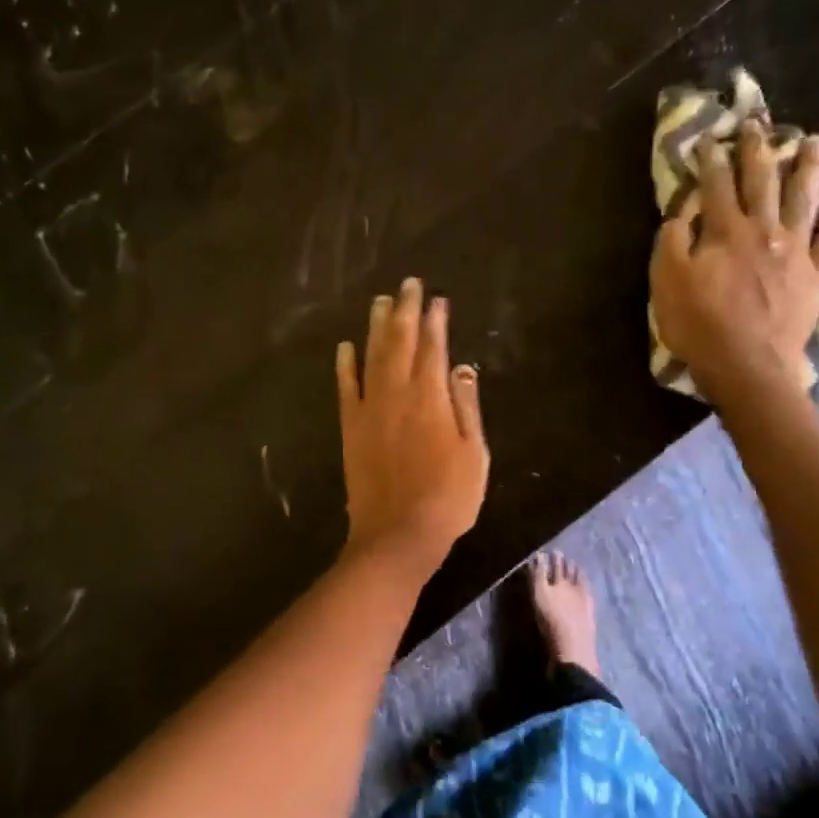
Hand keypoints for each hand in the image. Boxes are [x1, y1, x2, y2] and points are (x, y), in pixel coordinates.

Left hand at [337, 279, 488, 574]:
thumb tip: (462, 366)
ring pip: (372, 356)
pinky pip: (346, 387)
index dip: (435, 320)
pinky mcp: (351, 427)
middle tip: (407, 284)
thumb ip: (466, 406)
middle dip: (404, 310)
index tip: (436, 298)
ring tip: (380, 301)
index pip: (433, 347)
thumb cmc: (447, 496)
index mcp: (431, 397)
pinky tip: (346, 346)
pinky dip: (345, 365)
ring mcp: (369, 409)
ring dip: (376, 327)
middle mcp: (397, 393)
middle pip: (400, 342)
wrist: (398, 533)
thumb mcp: (474, 452)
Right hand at [650, 118, 818, 403]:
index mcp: (726, 232)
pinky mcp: (817, 276)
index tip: (708, 138)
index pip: (717, 185)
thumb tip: (683, 210)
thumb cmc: (699, 325)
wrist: (748, 366)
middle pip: (763, 182)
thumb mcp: (666, 282)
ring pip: (805, 199)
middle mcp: (765, 231)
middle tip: (759, 124)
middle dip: (759, 150)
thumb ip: (672, 241)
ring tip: (814, 142)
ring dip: (808, 168)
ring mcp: (797, 251)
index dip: (711, 159)